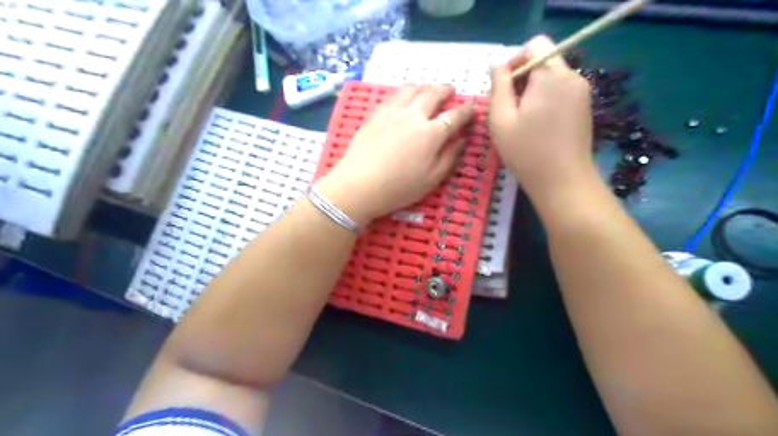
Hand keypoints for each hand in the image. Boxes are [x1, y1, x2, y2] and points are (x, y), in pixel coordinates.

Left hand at [316, 85, 474, 227]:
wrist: (359, 185)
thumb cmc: (399, 188)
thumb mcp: (432, 179)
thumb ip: (450, 157)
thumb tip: (462, 140)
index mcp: (431, 133)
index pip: (455, 116)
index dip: (467, 111)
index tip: (473, 109)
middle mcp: (414, 116)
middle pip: (433, 94)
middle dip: (445, 90)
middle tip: (451, 90)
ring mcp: (392, 112)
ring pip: (411, 89)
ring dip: (424, 87)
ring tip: (427, 91)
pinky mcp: (375, 115)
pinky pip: (392, 97)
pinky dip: (403, 94)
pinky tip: (402, 100)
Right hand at [492, 34, 596, 201]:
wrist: (563, 181)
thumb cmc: (526, 151)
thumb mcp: (500, 119)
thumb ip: (498, 86)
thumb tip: (498, 66)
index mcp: (551, 75)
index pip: (534, 45)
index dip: (514, 61)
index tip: (503, 88)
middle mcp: (572, 76)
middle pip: (544, 60)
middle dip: (523, 77)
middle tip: (509, 108)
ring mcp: (582, 92)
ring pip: (553, 76)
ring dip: (533, 89)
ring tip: (522, 119)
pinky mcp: (585, 106)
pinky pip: (562, 90)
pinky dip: (546, 99)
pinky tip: (538, 125)